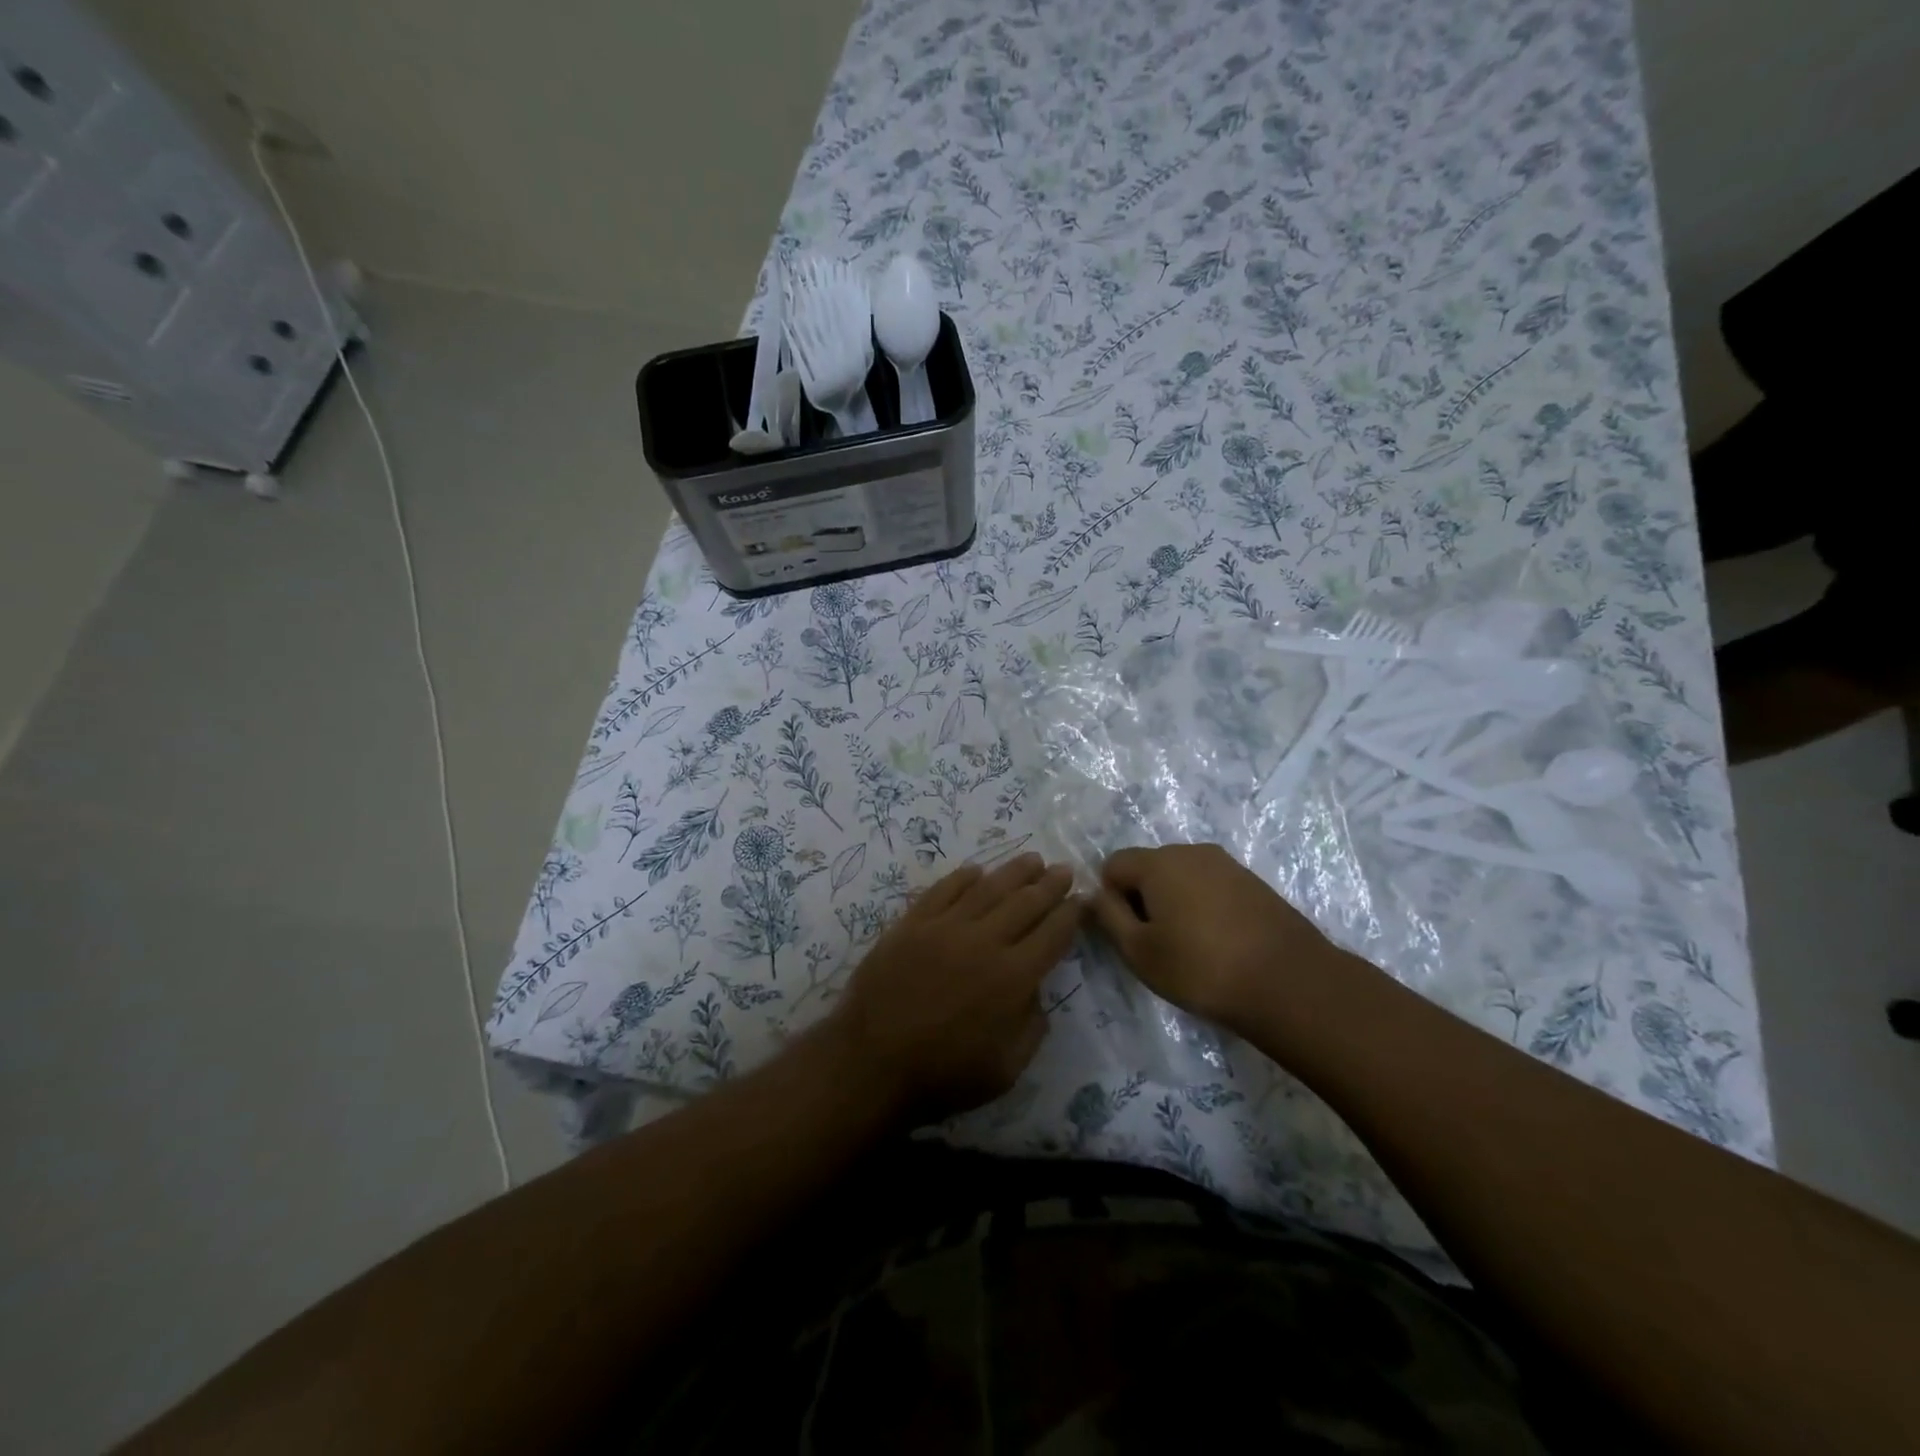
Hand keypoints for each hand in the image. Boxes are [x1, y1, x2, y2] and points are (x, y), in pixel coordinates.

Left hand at [830, 854, 1079, 1122]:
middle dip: (1050, 885)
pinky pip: (944, 890)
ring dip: (1014, 872)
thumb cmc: (943, 1075)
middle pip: (1025, 903)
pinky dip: (963, 878)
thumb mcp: (1007, 1069)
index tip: (1082, 899)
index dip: (1071, 914)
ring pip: (988, 888)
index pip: (1053, 934)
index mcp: (1013, 978)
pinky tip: (976, 871)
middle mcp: (984, 942)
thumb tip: (1035, 990)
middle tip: (1064, 870)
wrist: (871, 1064)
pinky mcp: (912, 923)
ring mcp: (945, 927)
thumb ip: (1032, 1026)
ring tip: (1032, 860)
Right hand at [1088, 843, 1353, 1034]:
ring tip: (1190, 945)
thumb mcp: (1139, 951)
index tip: (1128, 933)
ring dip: (1174, 902)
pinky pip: (1210, 885)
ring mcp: (1226, 864)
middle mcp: (1190, 851)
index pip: (1113, 864)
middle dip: (1143, 897)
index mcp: (1158, 862)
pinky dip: (1203, 906)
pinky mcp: (1252, 881)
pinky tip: (1218, 941)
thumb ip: (1108, 916)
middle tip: (1156, 942)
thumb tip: (1093, 895)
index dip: (1110, 898)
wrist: (1289, 982)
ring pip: (1181, 876)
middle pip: (1148, 867)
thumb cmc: (1201, 968)